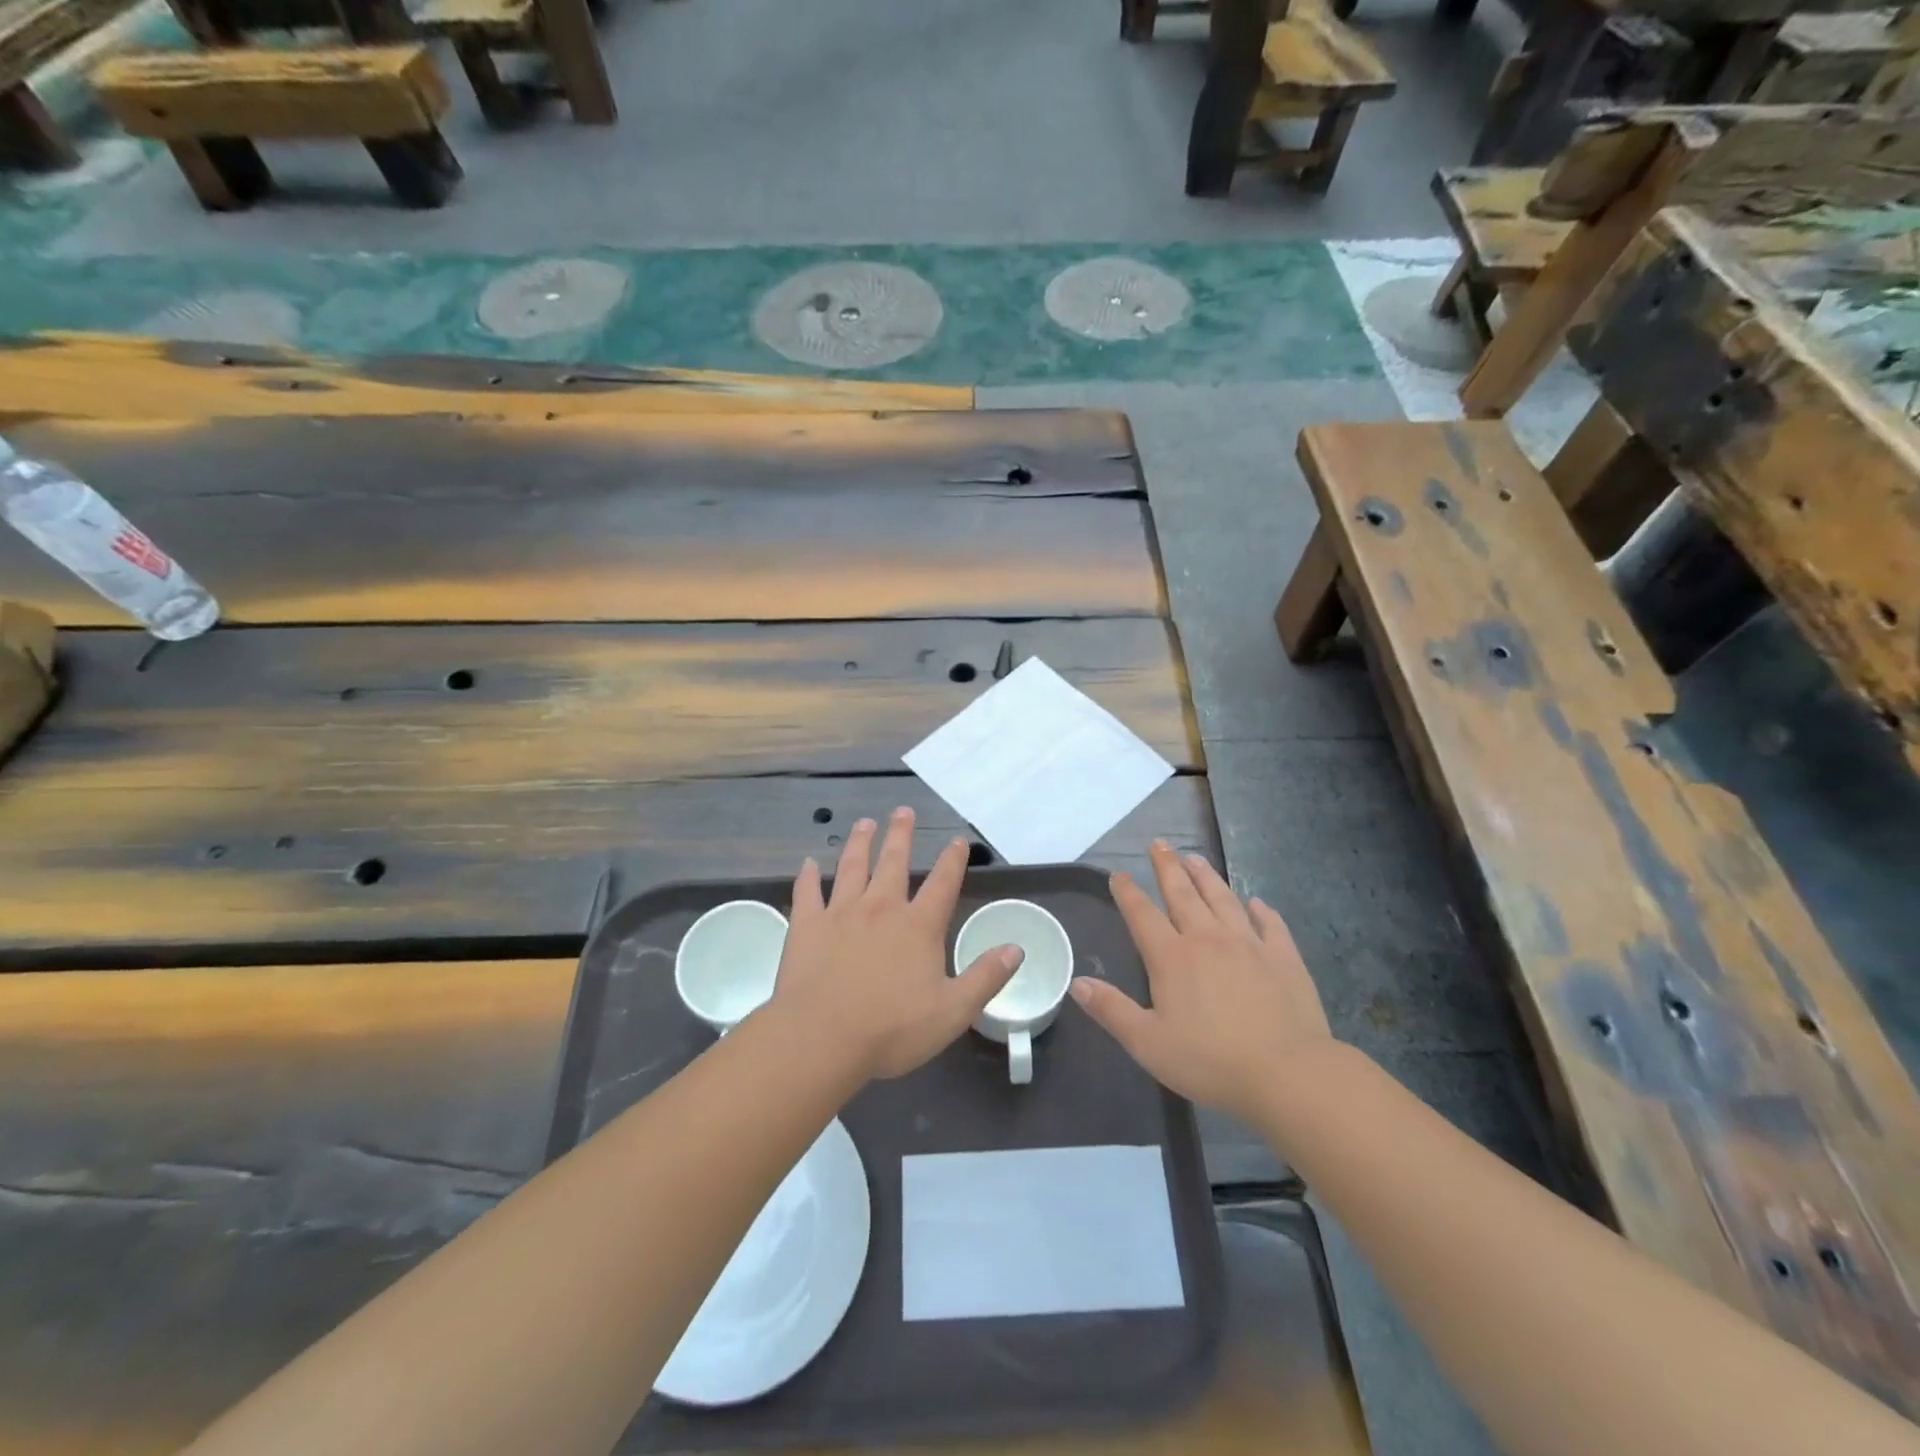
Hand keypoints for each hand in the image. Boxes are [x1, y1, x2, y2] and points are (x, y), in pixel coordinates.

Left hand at [772, 807, 1023, 1081]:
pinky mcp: (807, 925)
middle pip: (894, 862)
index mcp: (918, 926)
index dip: (953, 860)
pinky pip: (807, 893)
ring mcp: (840, 913)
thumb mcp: (953, 1011)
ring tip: (864, 824)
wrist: (821, 1038)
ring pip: (852, 867)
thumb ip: (986, 978)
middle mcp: (881, 908)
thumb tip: (1016, 949)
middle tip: (903, 811)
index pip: (942, 883)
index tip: (957, 840)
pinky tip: (808, 864)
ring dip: (860, 843)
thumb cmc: (891, 1029)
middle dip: (901, 835)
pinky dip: (808, 877)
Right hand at [1071, 840, 1332, 1121]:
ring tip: (1195, 857)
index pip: (1142, 915)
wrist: (1288, 1073)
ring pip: (1223, 900)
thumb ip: (1111, 1010)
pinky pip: (1270, 925)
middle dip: (1167, 868)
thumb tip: (1077, 982)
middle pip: (1183, 894)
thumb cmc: (1210, 1061)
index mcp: (1172, 958)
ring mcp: (1249, 945)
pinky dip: (1261, 910)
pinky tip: (1256, 902)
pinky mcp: (1284, 958)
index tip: (1118, 874)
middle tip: (1159, 844)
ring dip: (1207, 877)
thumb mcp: (1148, 1043)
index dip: (1127, 893)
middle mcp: (1208, 940)